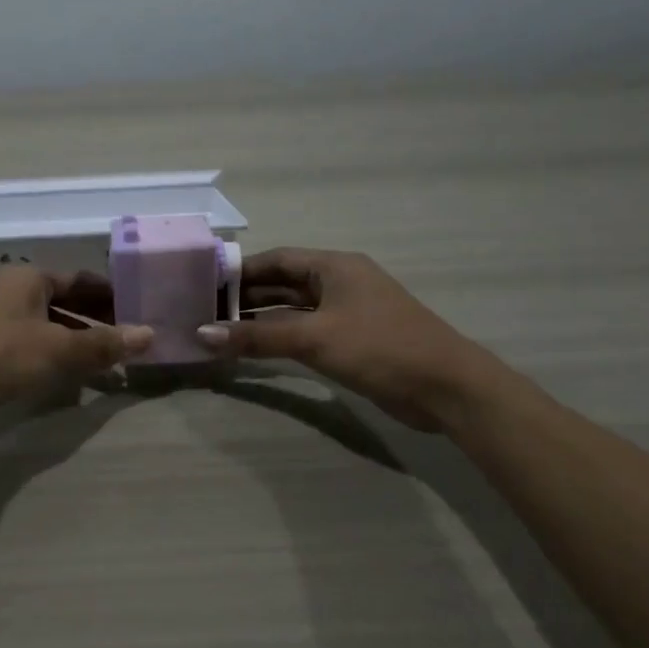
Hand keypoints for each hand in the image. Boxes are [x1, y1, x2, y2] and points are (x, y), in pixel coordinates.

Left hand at [0, 266, 152, 433]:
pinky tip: (75, 376)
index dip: (109, 293)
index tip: (137, 307)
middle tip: (129, 336)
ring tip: (110, 359)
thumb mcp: (59, 347)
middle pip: (65, 302)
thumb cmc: (2, 353)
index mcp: (29, 279)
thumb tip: (150, 334)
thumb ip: (103, 343)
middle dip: (96, 319)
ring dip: (78, 341)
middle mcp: (14, 294)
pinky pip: (34, 348)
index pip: (79, 279)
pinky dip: (56, 358)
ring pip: (49, 327)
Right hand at [197, 247, 496, 432]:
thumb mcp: (313, 338)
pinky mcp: (351, 340)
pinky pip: (305, 331)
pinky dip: (279, 338)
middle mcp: (339, 282)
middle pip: (282, 283)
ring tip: (219, 331)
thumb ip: (256, 336)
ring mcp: (346, 312)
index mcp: (334, 266)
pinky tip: (254, 349)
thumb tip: (202, 334)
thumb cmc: (379, 348)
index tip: (203, 285)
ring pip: (292, 309)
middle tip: (203, 311)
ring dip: (260, 320)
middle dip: (245, 297)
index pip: (275, 259)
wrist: (446, 388)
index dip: (239, 271)